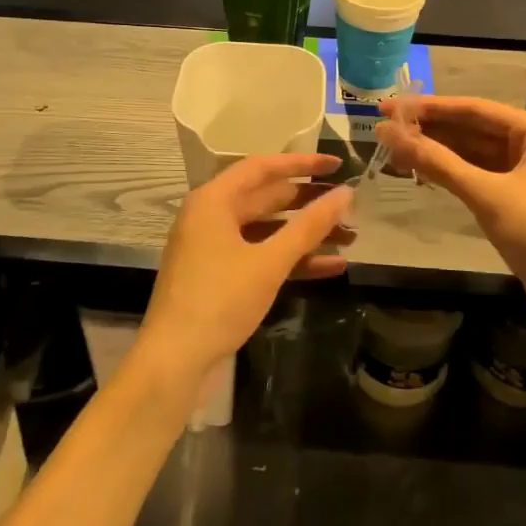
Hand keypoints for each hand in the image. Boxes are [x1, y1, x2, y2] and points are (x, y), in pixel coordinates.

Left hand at [136, 155, 353, 386]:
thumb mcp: (269, 261)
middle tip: (349, 205)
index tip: (336, 165)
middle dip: (309, 204)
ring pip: (267, 231)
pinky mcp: (220, 276)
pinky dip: (291, 260)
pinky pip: (260, 257)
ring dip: (305, 235)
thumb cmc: (220, 300)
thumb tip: (346, 194)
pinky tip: (331, 267)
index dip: (302, 164)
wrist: (175, 360)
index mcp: (213, 201)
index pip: (262, 168)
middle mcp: (210, 217)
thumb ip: (309, 226)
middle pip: (266, 199)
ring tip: (349, 237)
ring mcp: (214, 248)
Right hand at [376, 97, 525, 341]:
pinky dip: (458, 178)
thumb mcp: (486, 194)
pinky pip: (487, 181)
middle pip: (478, 132)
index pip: (476, 110)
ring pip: (480, 158)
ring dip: (442, 156)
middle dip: (433, 132)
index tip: (390, 107)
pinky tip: (427, 177)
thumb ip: (436, 162)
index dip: (429, 108)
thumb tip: (388, 133)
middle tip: (386, 130)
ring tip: (397, 152)